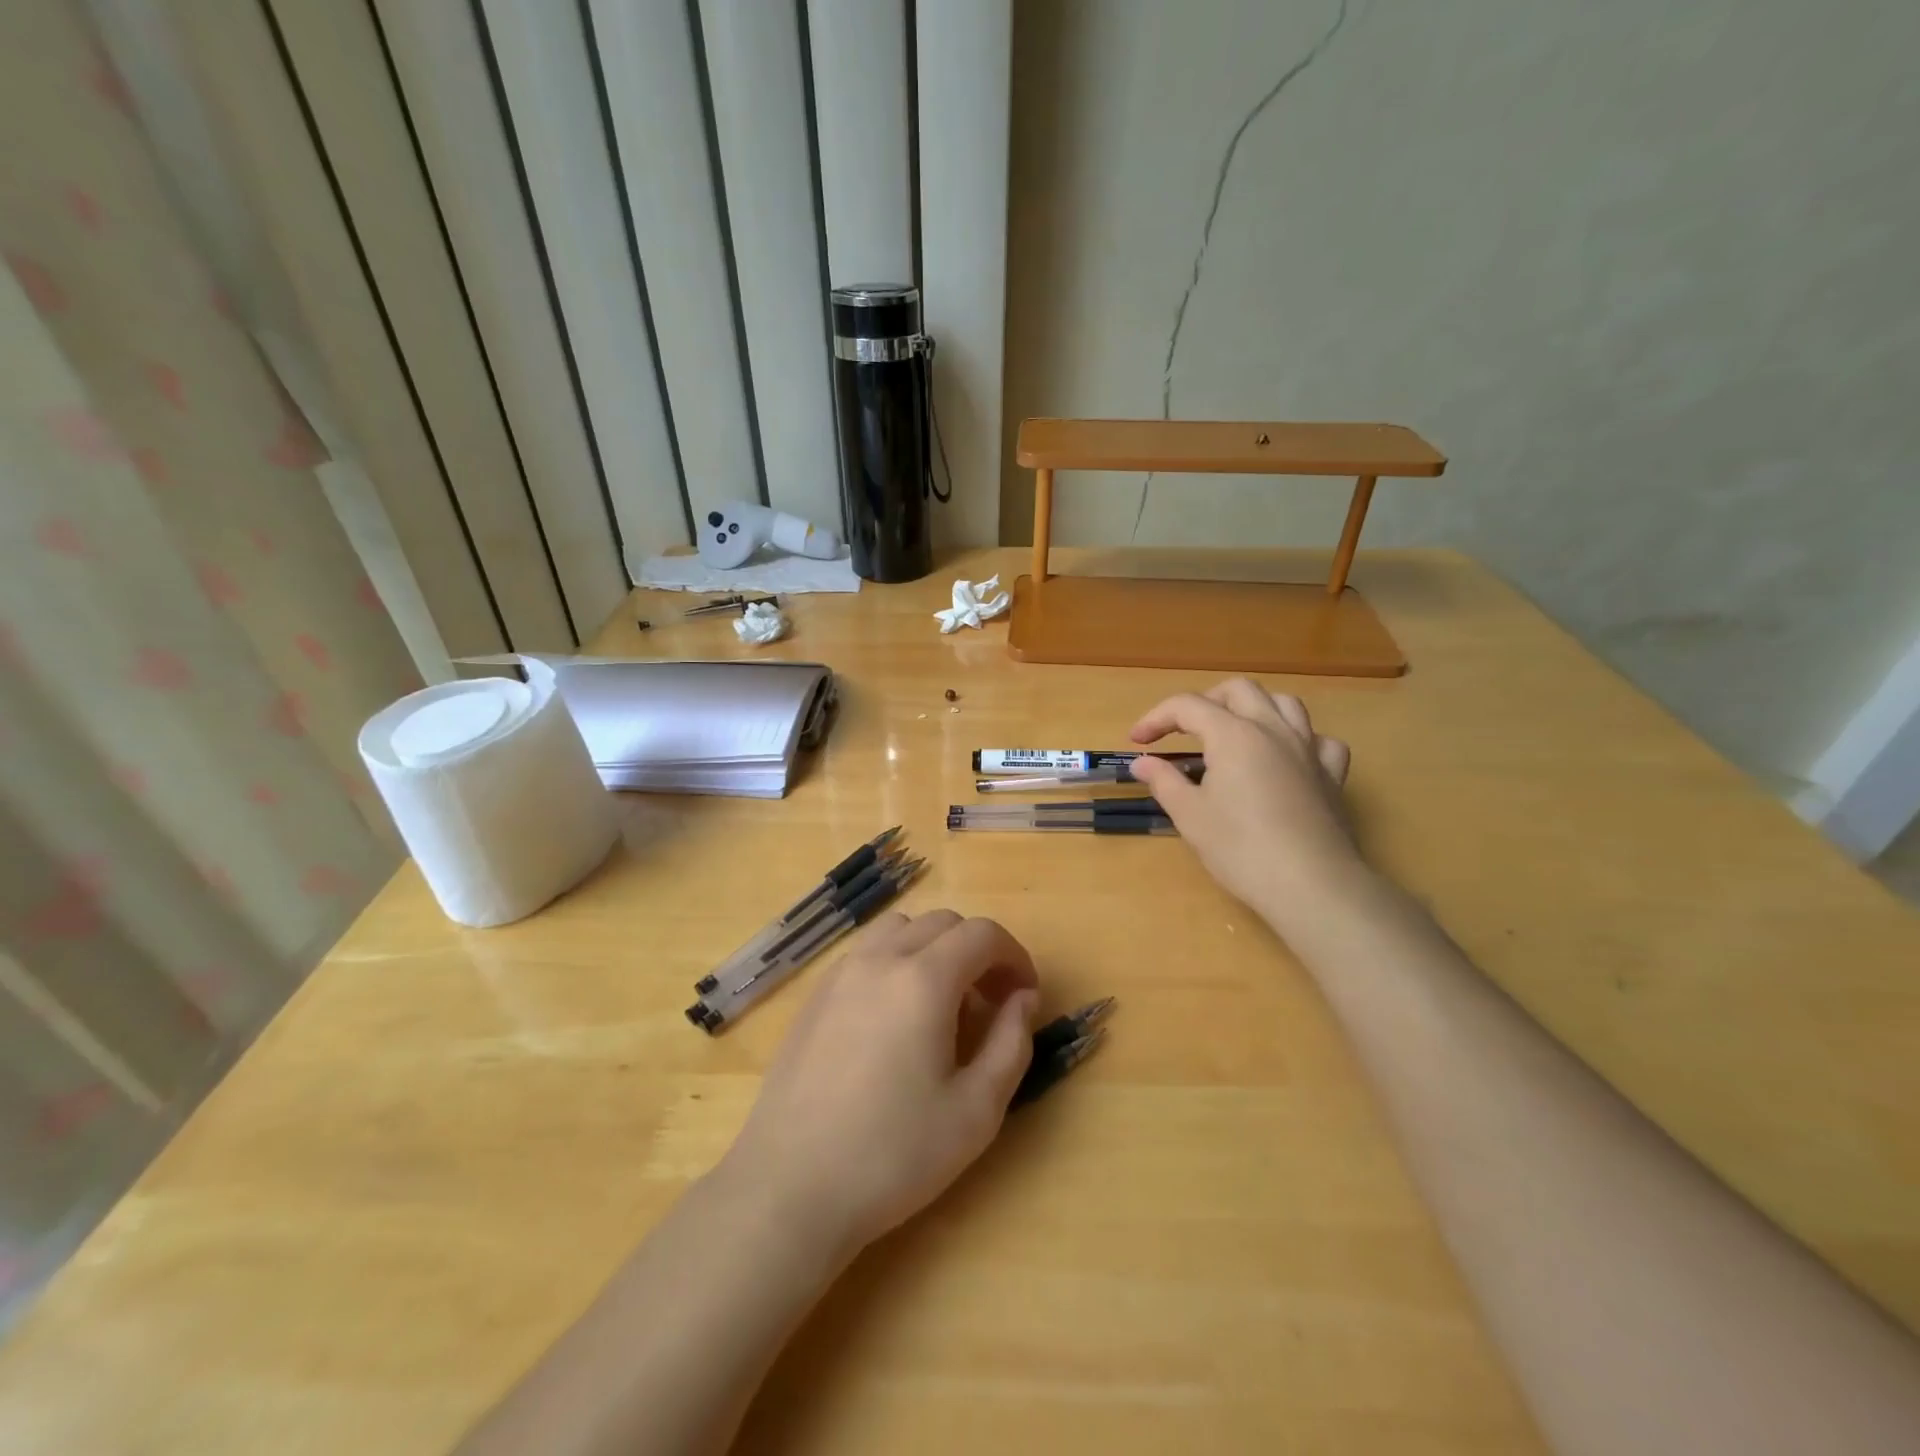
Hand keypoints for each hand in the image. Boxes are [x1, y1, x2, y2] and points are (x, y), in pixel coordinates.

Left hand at [719, 911, 1039, 1259]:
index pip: (983, 934)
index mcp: (924, 980)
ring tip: (942, 1002)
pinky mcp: (815, 994)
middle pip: (943, 923)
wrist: (790, 1186)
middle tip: (990, 1002)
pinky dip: (896, 960)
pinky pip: (867, 952)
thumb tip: (1023, 998)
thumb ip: (1012, 1043)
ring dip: (934, 949)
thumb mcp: (977, 1111)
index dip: (1014, 956)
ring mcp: (841, 972)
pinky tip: (895, 1016)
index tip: (1024, 995)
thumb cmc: (893, 1154)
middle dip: (978, 951)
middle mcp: (881, 959)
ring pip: (901, 929)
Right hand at [1129, 679, 1364, 927]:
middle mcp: (1272, 729)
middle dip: (1206, 701)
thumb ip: (1164, 781)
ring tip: (1235, 732)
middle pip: (1238, 690)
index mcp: (1233, 734)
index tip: (1137, 742)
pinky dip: (1300, 740)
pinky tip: (1288, 758)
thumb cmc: (1240, 848)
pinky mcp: (1332, 775)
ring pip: (1284, 704)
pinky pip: (1320, 740)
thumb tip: (1143, 763)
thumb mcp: (1189, 815)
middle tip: (1184, 730)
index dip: (1156, 718)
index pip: (1187, 706)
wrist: (1309, 885)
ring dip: (1254, 708)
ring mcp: (1308, 749)